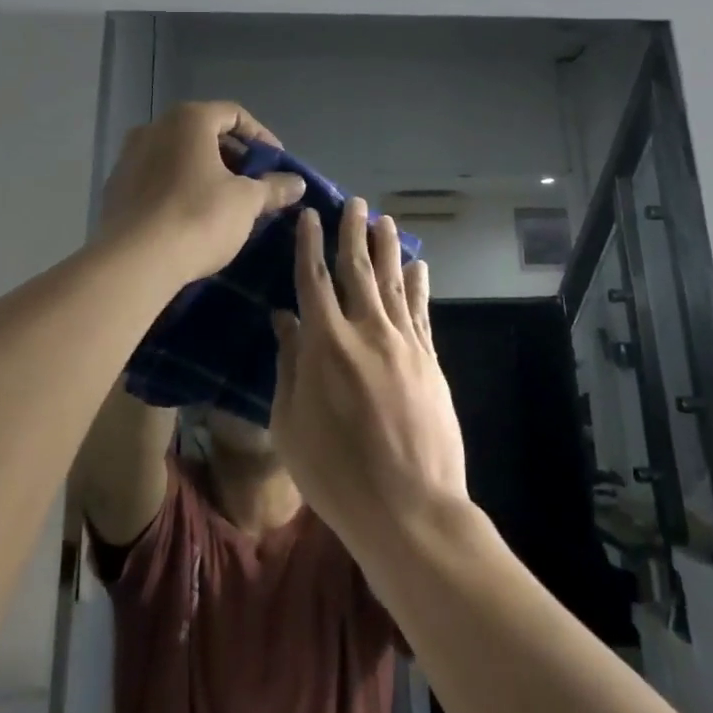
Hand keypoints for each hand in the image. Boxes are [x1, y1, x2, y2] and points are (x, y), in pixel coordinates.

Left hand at [96, 101, 305, 285]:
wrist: (133, 263)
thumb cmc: (198, 217)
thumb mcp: (247, 202)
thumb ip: (273, 187)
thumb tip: (297, 183)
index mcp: (188, 120)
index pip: (234, 114)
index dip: (261, 137)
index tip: (276, 164)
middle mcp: (154, 128)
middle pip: (204, 133)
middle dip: (233, 157)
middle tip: (254, 184)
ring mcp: (128, 157)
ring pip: (178, 157)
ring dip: (205, 173)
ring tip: (226, 203)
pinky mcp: (115, 189)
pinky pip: (157, 179)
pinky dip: (179, 189)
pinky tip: (192, 217)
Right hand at [270, 198, 469, 552]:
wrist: (410, 511)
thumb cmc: (336, 475)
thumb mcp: (291, 426)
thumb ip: (288, 366)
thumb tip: (284, 320)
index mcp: (325, 344)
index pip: (313, 279)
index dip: (310, 244)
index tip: (310, 216)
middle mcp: (366, 331)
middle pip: (357, 270)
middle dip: (353, 232)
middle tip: (354, 202)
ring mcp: (403, 344)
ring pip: (393, 282)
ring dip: (386, 249)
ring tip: (384, 220)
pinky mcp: (429, 360)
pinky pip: (421, 312)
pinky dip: (418, 285)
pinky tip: (418, 266)